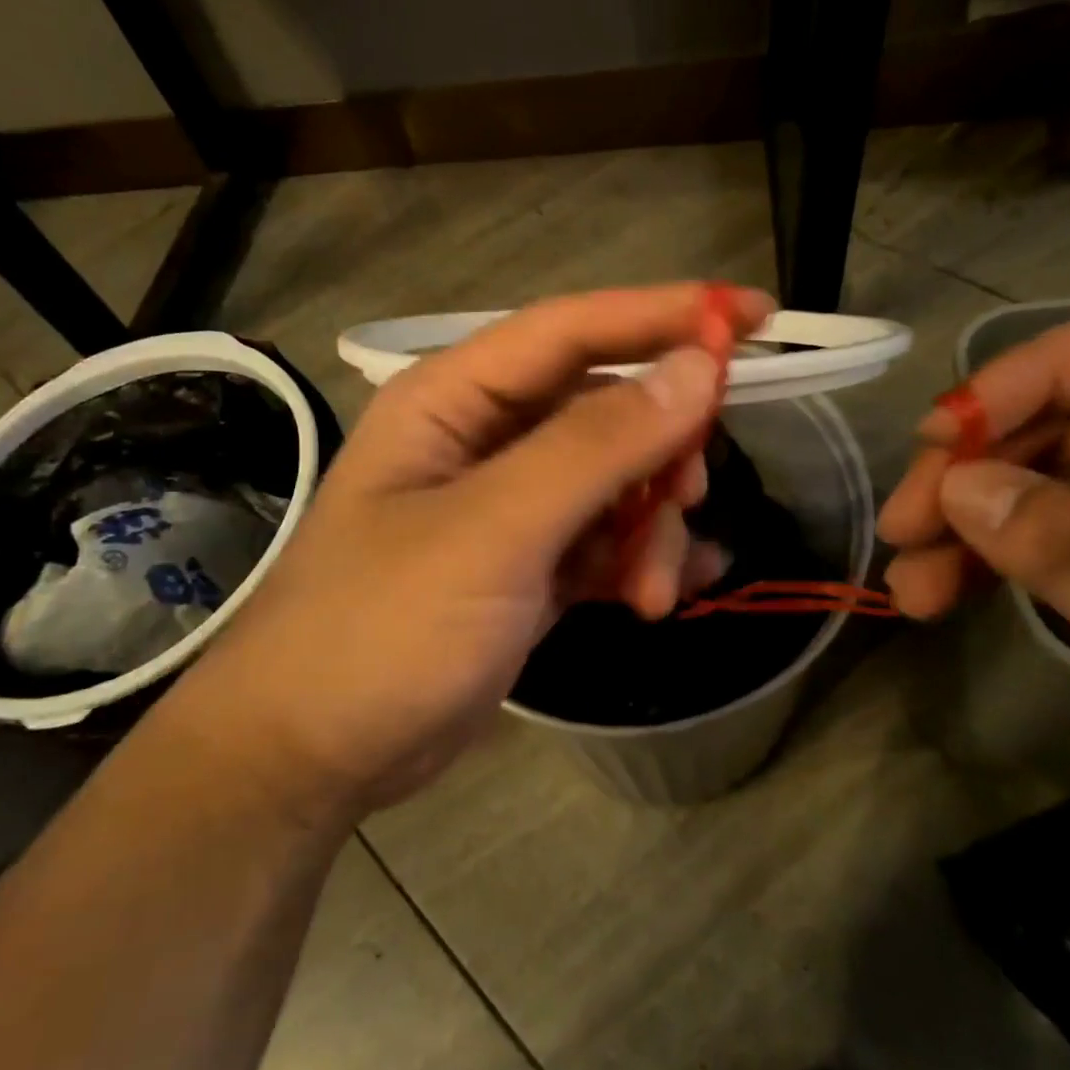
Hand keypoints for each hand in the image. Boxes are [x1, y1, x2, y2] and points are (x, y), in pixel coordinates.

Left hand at [169, 285, 771, 818]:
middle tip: (689, 501)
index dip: (667, 315)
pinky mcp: (524, 569)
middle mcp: (484, 440)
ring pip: (614, 484)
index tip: (757, 316)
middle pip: (606, 410)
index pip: (575, 329)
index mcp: (456, 400)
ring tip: (654, 593)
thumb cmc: (384, 627)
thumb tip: (696, 369)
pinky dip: (638, 563)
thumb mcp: (493, 531)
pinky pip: (603, 542)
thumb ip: (595, 448)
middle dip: (660, 454)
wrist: (312, 754)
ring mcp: (506, 508)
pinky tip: (663, 596)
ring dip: (650, 529)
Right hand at [879, 305, 1069, 897]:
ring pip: (1031, 473)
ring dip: (956, 517)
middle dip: (971, 464)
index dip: (1033, 377)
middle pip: (1065, 415)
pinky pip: (1028, 529)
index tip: (943, 438)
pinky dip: (971, 554)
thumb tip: (958, 486)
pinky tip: (930, 592)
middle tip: (903, 526)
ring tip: (908, 581)